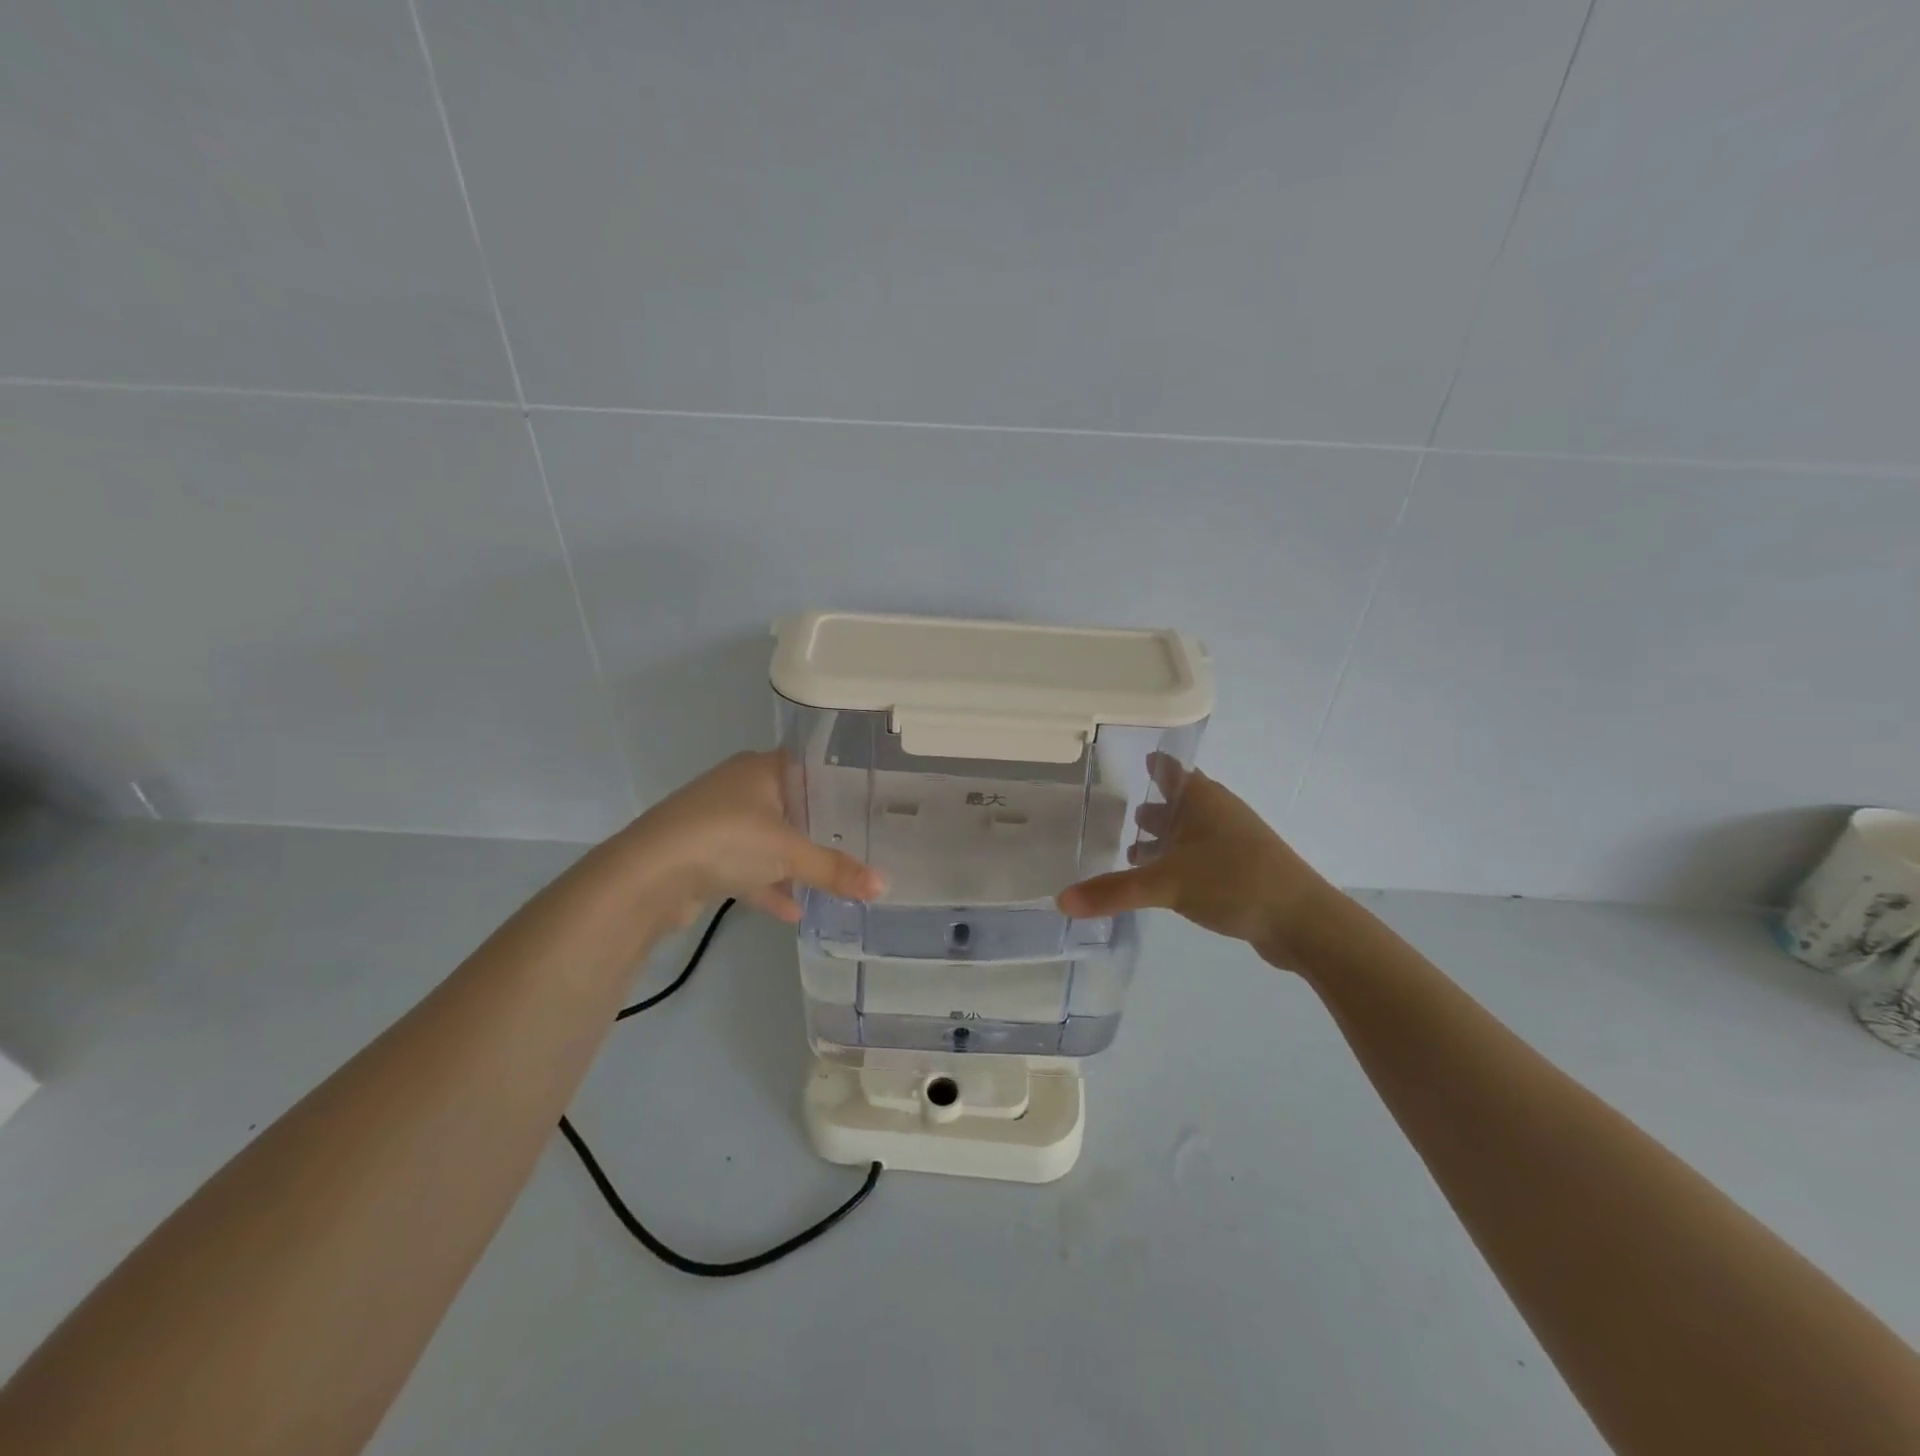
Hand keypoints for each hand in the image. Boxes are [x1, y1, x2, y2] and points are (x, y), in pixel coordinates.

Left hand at [617, 751, 883, 924]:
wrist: (648, 875)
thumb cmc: (728, 840)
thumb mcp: (790, 853)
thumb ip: (836, 870)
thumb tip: (884, 887)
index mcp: (760, 768)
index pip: (807, 767)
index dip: (835, 785)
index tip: (864, 806)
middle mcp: (738, 788)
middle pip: (788, 805)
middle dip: (818, 828)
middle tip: (855, 845)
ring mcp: (717, 822)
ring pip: (766, 840)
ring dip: (792, 863)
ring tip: (830, 883)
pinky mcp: (702, 856)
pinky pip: (746, 868)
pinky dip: (767, 887)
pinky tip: (793, 912)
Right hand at [1056, 755, 1351, 971]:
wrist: (1303, 920)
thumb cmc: (1233, 880)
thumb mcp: (1166, 884)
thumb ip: (1112, 891)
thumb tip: (1060, 901)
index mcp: (1200, 798)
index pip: (1170, 768)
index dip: (1149, 762)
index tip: (1124, 757)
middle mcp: (1216, 811)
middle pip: (1176, 800)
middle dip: (1149, 804)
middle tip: (1112, 808)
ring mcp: (1231, 840)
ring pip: (1188, 830)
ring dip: (1162, 837)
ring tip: (1130, 849)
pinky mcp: (1240, 868)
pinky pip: (1198, 855)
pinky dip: (1176, 860)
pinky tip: (1160, 882)